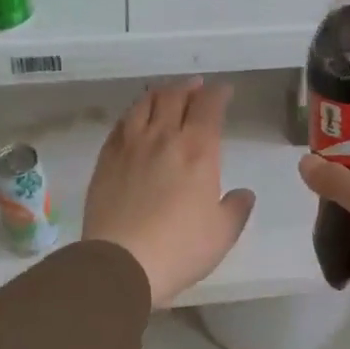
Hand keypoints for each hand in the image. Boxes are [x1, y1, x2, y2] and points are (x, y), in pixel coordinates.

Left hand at [84, 79, 255, 307]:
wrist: (121, 262)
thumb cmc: (180, 248)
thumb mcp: (223, 233)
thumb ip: (236, 208)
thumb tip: (243, 193)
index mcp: (198, 151)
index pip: (209, 107)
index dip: (218, 94)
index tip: (225, 91)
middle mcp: (164, 138)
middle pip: (175, 97)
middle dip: (189, 87)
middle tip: (197, 87)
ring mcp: (130, 146)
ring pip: (143, 105)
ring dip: (159, 94)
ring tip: (165, 94)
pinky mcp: (106, 160)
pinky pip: (120, 125)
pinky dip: (132, 114)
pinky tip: (134, 119)